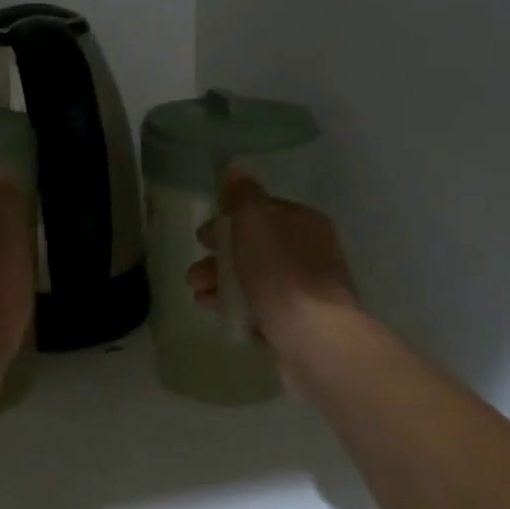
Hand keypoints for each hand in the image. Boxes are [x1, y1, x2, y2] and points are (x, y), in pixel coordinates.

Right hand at [187, 171, 358, 348]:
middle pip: (254, 248)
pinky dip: (236, 309)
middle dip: (218, 258)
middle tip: (195, 272)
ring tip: (200, 297)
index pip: (262, 212)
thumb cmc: (281, 272)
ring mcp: (306, 292)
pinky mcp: (299, 325)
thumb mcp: (255, 221)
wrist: (314, 338)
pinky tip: (218, 314)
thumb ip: (242, 195)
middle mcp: (310, 253)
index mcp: (304, 223)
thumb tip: (236, 170)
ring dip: (220, 285)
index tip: (202, 237)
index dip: (228, 221)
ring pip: (253, 281)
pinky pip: (260, 310)